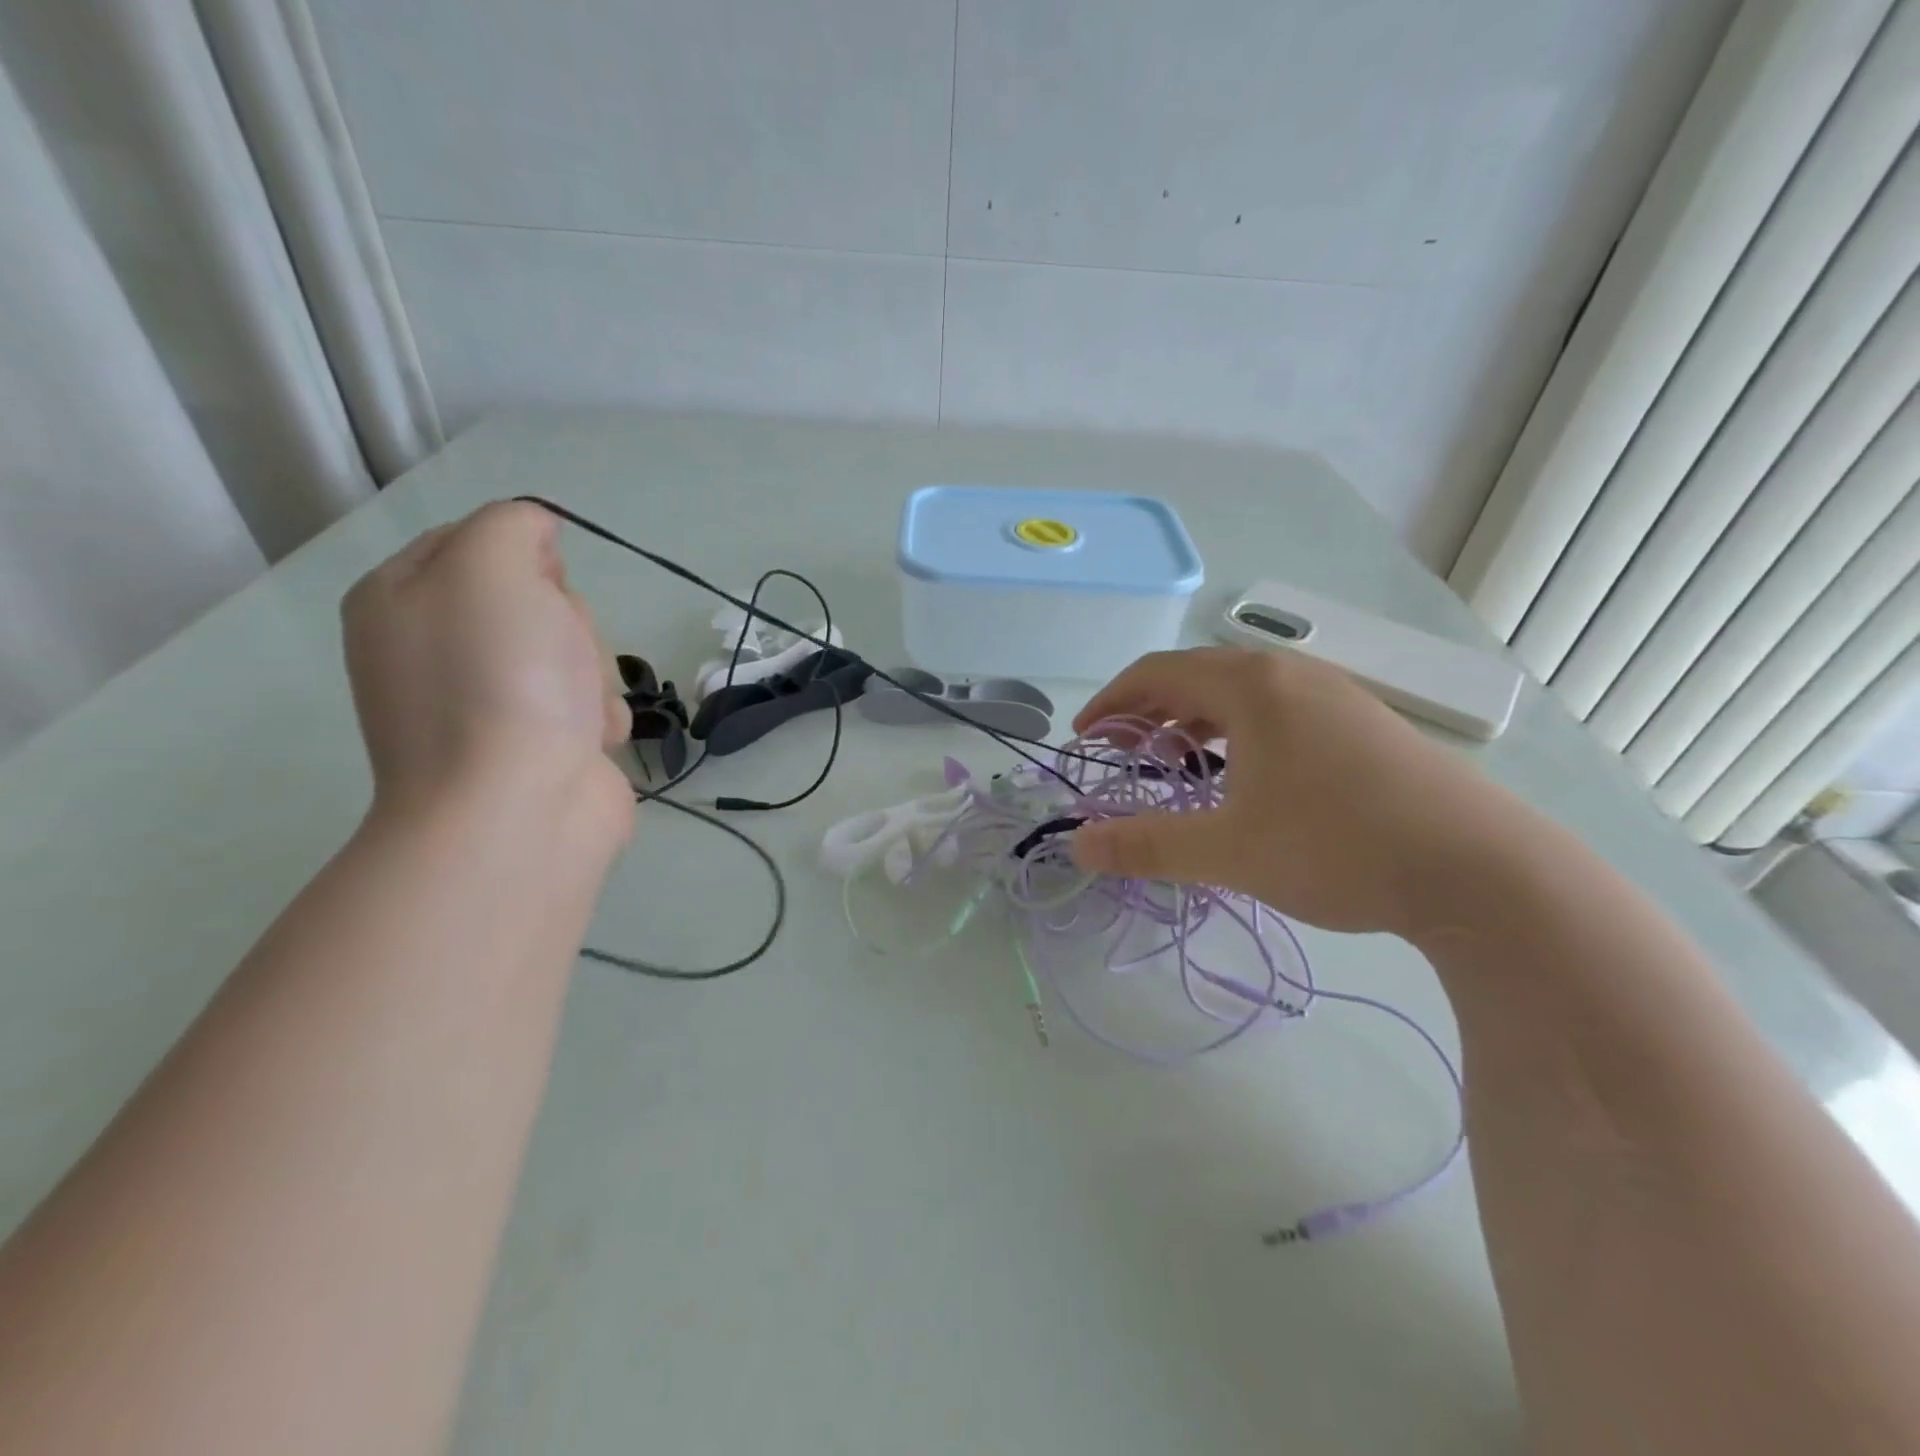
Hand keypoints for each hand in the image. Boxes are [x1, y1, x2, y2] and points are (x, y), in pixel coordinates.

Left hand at [342, 501, 632, 839]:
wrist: (515, 811)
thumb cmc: (500, 682)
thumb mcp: (492, 569)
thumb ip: (511, 526)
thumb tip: (537, 540)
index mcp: (404, 599)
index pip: (481, 542)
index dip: (528, 558)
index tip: (542, 587)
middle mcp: (439, 649)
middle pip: (538, 600)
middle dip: (571, 624)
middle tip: (559, 654)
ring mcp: (489, 703)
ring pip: (573, 652)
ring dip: (593, 675)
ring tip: (580, 712)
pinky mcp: (538, 745)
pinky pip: (587, 705)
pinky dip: (600, 718)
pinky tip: (592, 742)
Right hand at [1068, 647, 1533, 937]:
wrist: (1482, 870)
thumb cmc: (1337, 846)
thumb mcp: (1227, 851)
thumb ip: (1146, 845)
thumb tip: (1079, 846)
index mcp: (1251, 686)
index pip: (1157, 673)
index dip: (1111, 701)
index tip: (1085, 736)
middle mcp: (1292, 674)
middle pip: (1197, 675)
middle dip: (1149, 709)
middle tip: (1122, 750)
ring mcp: (1336, 694)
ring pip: (1242, 692)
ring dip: (1196, 719)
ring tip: (1176, 762)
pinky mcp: (1366, 723)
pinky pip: (1280, 709)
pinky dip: (1240, 731)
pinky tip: (1247, 774)